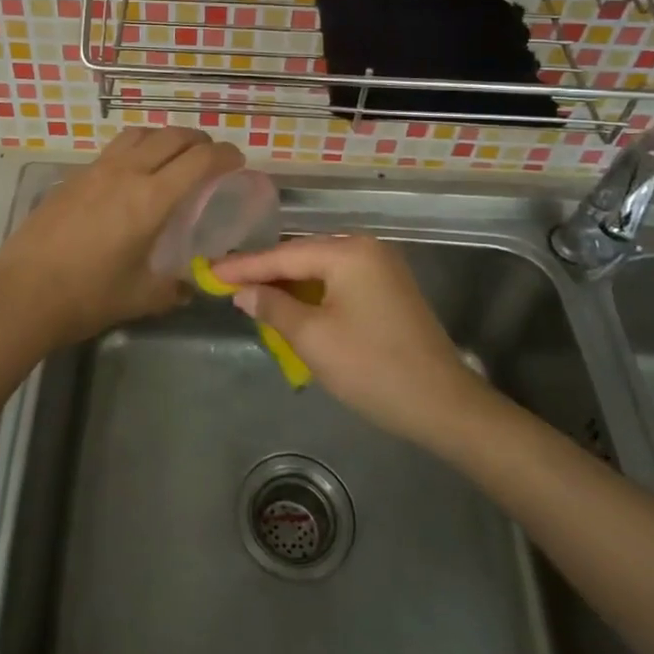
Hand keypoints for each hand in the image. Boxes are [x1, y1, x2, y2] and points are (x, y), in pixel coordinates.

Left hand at [0, 127, 243, 347]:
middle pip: (172, 136)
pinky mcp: (73, 177)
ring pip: (139, 133)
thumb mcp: (141, 297)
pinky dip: (136, 149)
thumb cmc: (87, 297)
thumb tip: (191, 286)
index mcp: (151, 199)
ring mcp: (96, 170)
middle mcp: (126, 172)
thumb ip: (174, 288)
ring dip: (164, 137)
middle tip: (210, 158)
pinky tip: (132, 175)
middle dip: (199, 141)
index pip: (199, 160)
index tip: (237, 161)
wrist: (21, 294)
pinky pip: (114, 148)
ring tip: (173, 157)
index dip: (225, 155)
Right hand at [211, 235, 497, 448]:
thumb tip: (243, 292)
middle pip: (302, 256)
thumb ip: (273, 307)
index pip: (284, 255)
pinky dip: (312, 293)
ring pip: (320, 270)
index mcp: (348, 252)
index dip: (244, 266)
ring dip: (288, 284)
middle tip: (226, 280)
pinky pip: (339, 282)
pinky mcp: (389, 290)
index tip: (210, 271)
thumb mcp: (312, 338)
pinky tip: (291, 305)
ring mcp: (382, 268)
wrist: (442, 404)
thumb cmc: (372, 368)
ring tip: (251, 293)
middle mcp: (366, 248)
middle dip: (265, 272)